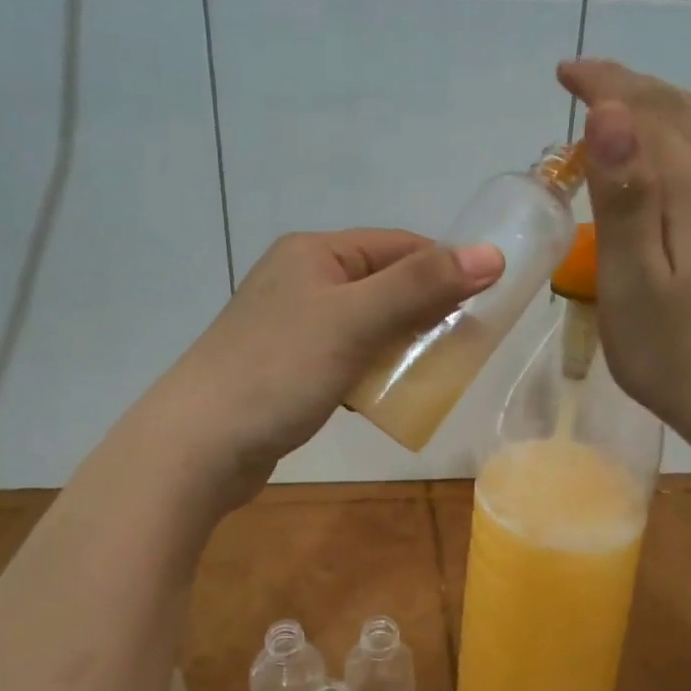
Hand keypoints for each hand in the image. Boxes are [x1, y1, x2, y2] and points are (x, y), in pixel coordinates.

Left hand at [135, 230, 502, 509]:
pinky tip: (383, 394)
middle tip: (464, 344)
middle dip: (425, 310)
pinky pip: (345, 355)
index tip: (485, 305)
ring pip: (366, 323)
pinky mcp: (285, 366)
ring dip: (400, 343)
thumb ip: (422, 285)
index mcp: (314, 253)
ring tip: (432, 371)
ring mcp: (289, 324)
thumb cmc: (279, 371)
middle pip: (383, 283)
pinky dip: (371, 369)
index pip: (399, 246)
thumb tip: (492, 254)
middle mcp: (300, 279)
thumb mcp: (356, 320)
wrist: (198, 445)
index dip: (444, 269)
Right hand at [557, 58, 690, 460]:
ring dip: (653, 103)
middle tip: (578, 80)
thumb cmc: (670, 350)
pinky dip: (674, 130)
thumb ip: (624, 196)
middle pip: (678, 109)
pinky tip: (653, 148)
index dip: (606, 85)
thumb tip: (609, 114)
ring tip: (609, 104)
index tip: (564, 73)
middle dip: (628, 85)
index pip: (648, 113)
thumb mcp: (632, 279)